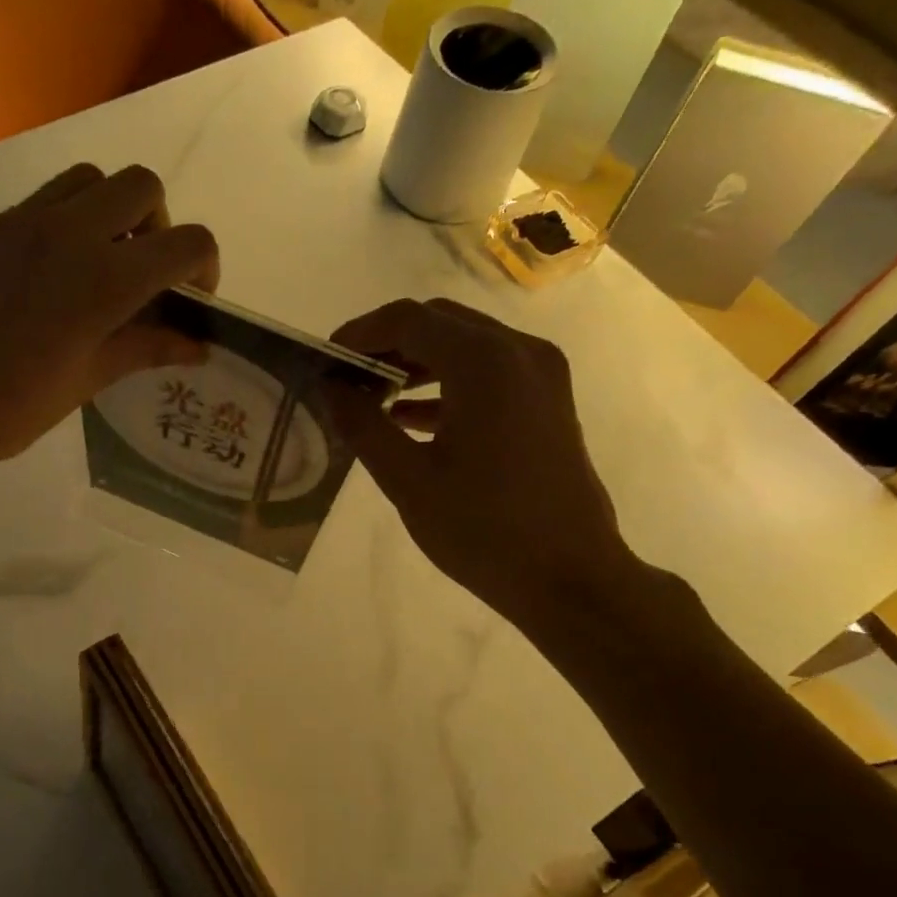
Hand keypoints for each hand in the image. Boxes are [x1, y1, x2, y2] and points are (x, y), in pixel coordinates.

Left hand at [0, 163, 218, 476]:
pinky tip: (18, 281)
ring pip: (81, 180)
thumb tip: (196, 346)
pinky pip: (21, 208)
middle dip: (154, 222)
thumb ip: (145, 349)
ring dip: (101, 212)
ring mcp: (11, 219)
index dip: (203, 265)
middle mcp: (67, 231)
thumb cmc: (11, 408)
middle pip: (140, 184)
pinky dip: (39, 233)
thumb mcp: (87, 380)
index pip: (188, 242)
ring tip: (85, 263)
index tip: (189, 296)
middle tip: (137, 269)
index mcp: (106, 279)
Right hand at [326, 298, 640, 636]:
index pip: (408, 320)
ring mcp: (541, 375)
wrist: (570, 577)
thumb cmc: (484, 530)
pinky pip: (488, 372)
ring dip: (416, 361)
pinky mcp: (547, 401)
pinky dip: (446, 383)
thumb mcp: (408, 480)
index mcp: (485, 363)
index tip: (325, 359)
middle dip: (387, 343)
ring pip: (465, 344)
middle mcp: (519, 352)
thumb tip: (330, 388)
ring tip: (371, 396)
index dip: (360, 333)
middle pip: (439, 322)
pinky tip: (410, 418)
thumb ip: (362, 425)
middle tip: (346, 376)